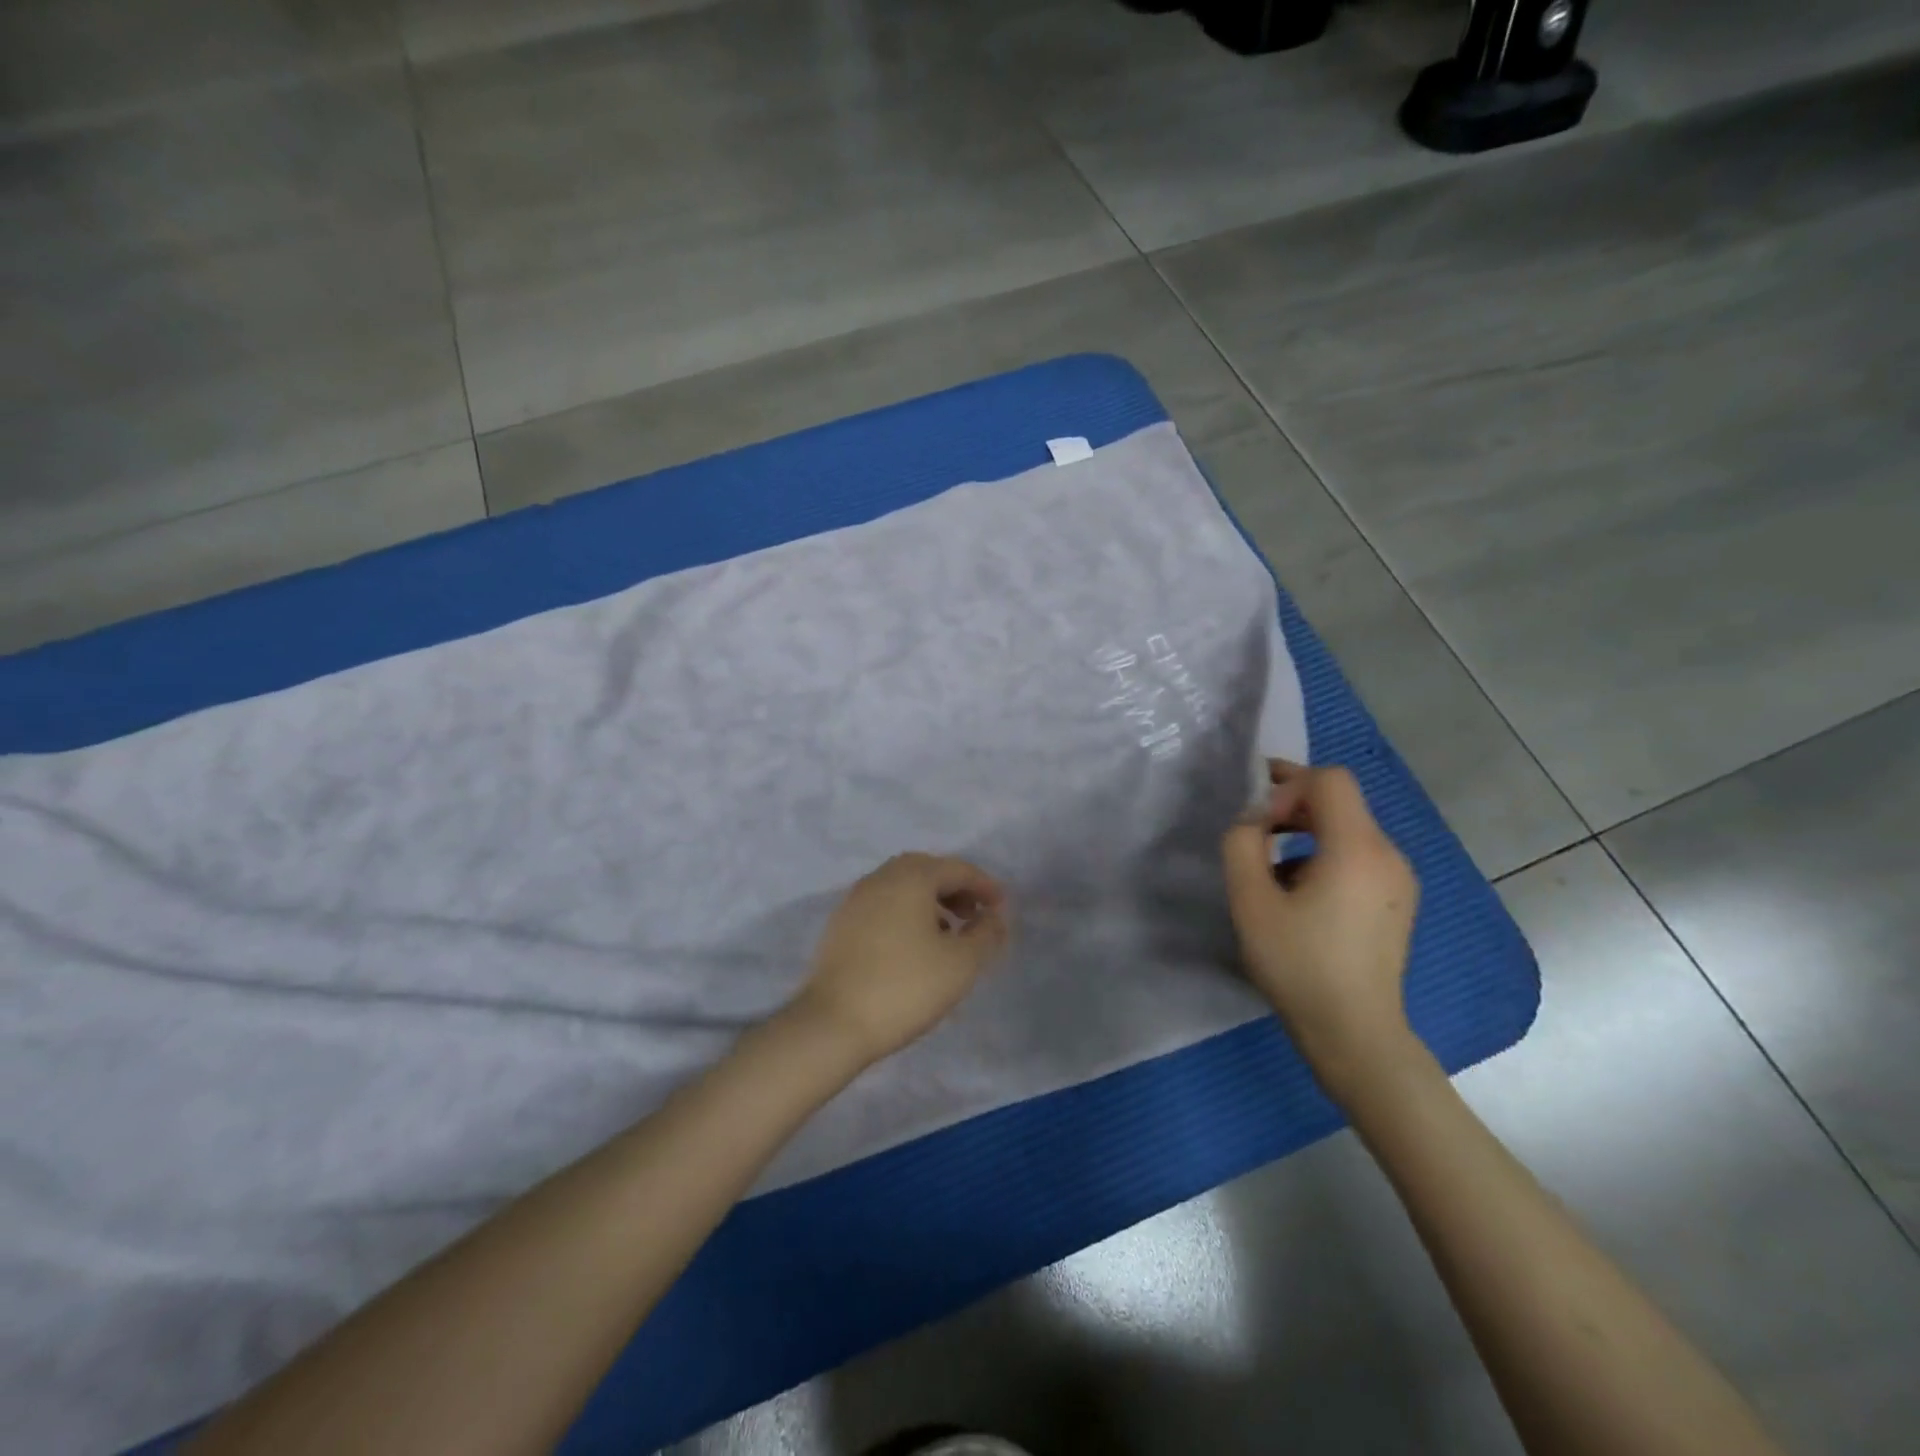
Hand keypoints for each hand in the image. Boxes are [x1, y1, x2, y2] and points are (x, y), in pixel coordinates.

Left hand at [792, 853, 1010, 1067]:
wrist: (833, 1023)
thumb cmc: (905, 987)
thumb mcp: (961, 964)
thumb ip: (985, 934)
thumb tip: (993, 916)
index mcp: (911, 877)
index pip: (956, 869)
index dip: (984, 885)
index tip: (1002, 907)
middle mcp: (881, 878)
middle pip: (926, 870)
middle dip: (955, 888)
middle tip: (975, 914)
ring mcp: (856, 899)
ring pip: (902, 886)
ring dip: (930, 900)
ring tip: (948, 932)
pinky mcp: (841, 924)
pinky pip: (883, 904)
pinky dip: (906, 912)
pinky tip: (915, 944)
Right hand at [1221, 760, 1420, 1101]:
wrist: (1355, 1034)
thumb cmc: (1298, 965)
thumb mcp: (1250, 900)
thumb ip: (1242, 843)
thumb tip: (1254, 820)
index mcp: (1357, 848)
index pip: (1329, 780)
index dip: (1287, 784)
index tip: (1257, 818)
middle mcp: (1388, 854)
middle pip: (1341, 801)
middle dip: (1293, 805)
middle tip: (1252, 831)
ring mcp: (1399, 879)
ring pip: (1349, 829)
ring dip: (1305, 832)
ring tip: (1270, 869)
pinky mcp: (1397, 901)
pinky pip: (1359, 856)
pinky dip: (1325, 856)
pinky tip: (1300, 896)